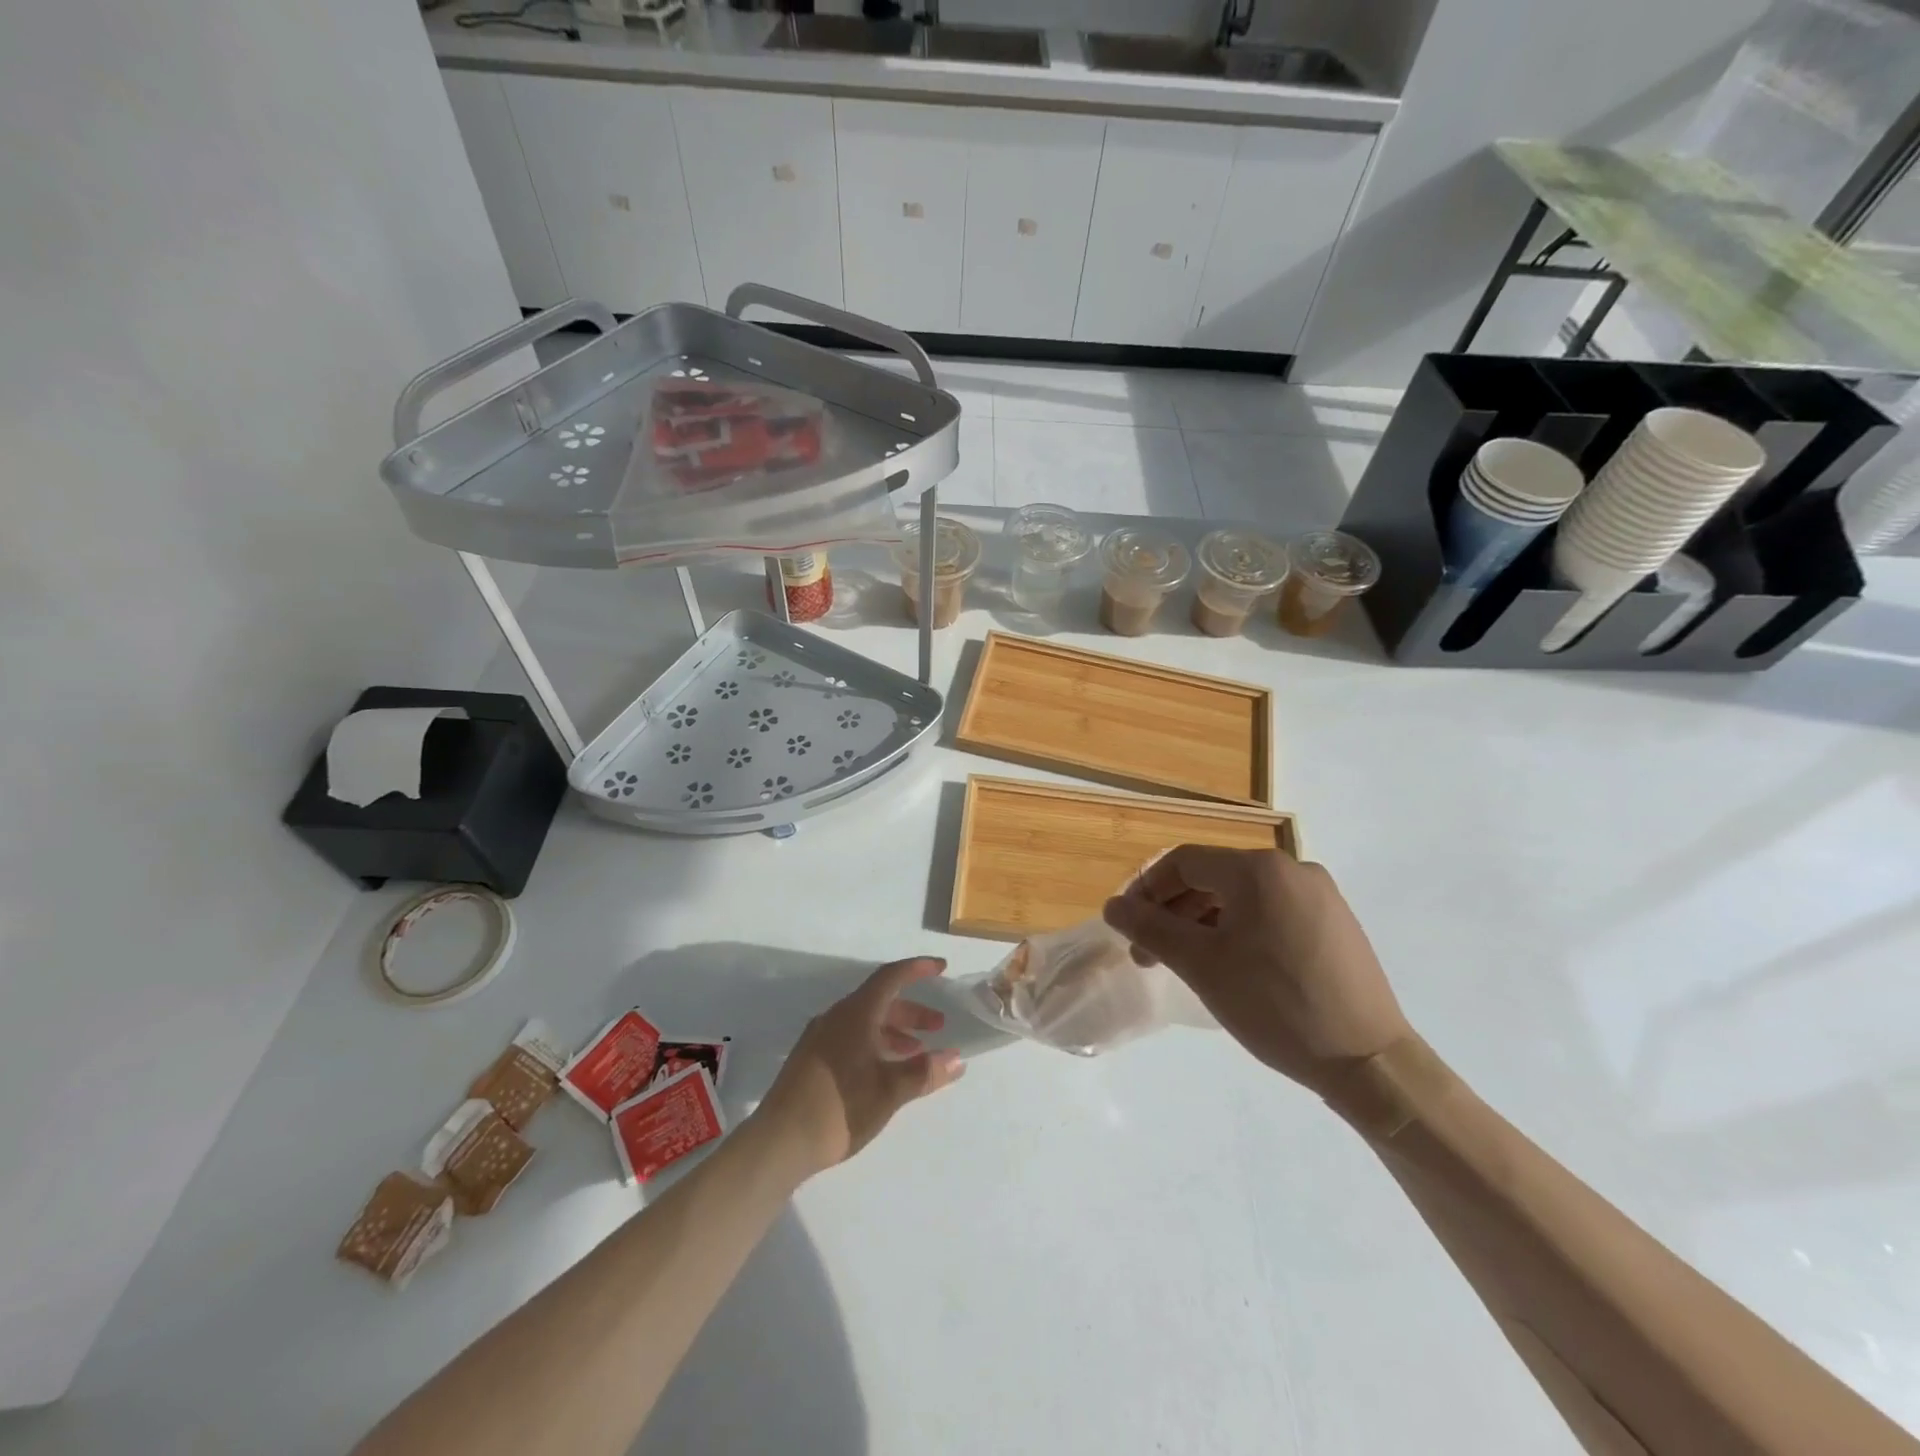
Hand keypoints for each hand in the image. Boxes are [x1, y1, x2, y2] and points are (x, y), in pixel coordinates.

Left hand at [755, 957, 964, 1174]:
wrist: (777, 1143)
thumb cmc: (839, 1109)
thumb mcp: (889, 1091)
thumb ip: (924, 1072)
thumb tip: (956, 1059)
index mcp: (855, 1014)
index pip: (891, 977)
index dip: (918, 969)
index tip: (941, 968)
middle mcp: (836, 1017)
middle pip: (879, 1000)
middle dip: (912, 1010)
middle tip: (938, 1026)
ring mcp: (820, 1038)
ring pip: (865, 1021)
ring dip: (894, 1031)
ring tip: (917, 1053)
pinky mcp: (812, 1059)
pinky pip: (851, 1037)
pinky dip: (875, 1044)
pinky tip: (885, 1071)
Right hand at [1102, 847, 1412, 1096]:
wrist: (1369, 1062)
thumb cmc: (1275, 1005)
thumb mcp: (1201, 965)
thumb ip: (1151, 928)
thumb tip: (1112, 906)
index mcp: (1258, 869)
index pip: (1183, 862)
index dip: (1147, 889)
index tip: (1128, 927)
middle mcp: (1292, 869)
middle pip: (1213, 877)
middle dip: (1174, 911)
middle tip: (1151, 954)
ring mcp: (1320, 895)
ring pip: (1242, 896)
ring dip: (1204, 922)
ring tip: (1187, 964)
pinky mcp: (1336, 923)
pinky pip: (1272, 912)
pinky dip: (1240, 929)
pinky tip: (1232, 965)